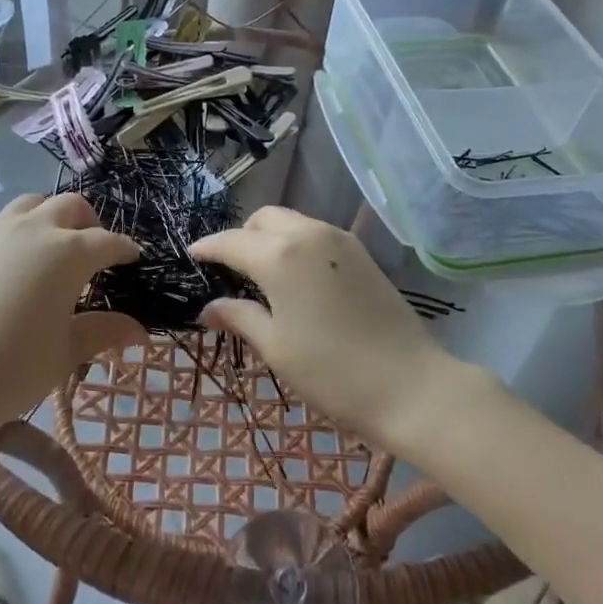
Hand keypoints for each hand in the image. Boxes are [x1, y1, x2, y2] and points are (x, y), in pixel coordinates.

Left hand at [0, 194, 145, 437]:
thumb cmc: (13, 368)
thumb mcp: (66, 352)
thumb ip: (104, 332)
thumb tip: (141, 331)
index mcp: (68, 252)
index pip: (107, 241)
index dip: (124, 249)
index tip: (134, 259)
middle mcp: (36, 229)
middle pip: (72, 206)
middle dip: (91, 224)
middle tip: (96, 253)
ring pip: (35, 203)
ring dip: (54, 215)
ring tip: (57, 247)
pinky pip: (7, 220)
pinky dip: (25, 227)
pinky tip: (22, 261)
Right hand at [191, 207, 462, 446]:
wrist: (411, 384)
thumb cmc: (332, 372)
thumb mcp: (276, 347)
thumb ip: (240, 318)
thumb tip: (210, 308)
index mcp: (279, 256)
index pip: (231, 241)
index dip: (208, 248)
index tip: (192, 256)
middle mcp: (308, 234)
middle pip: (263, 219)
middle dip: (241, 236)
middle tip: (231, 270)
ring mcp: (339, 239)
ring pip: (291, 221)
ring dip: (270, 237)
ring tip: (263, 274)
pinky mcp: (361, 252)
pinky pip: (316, 233)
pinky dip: (296, 243)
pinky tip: (297, 277)